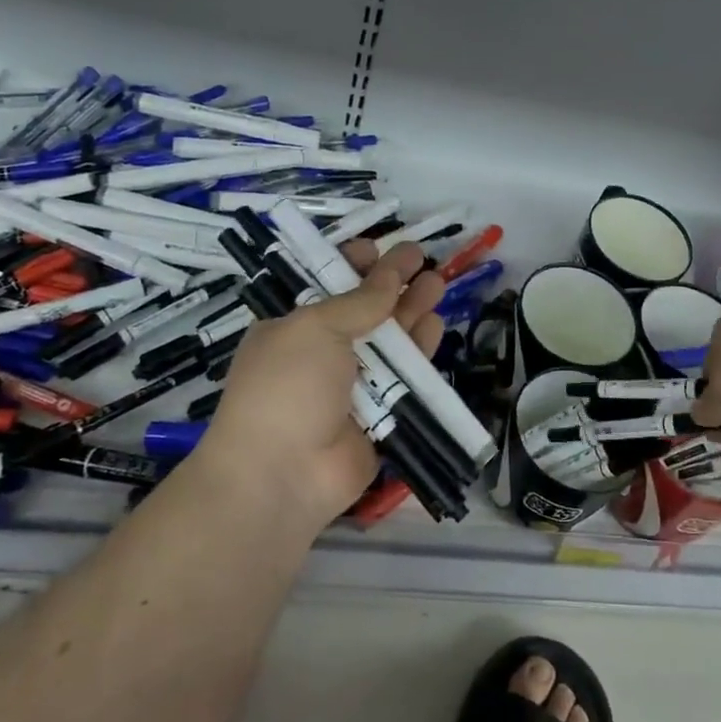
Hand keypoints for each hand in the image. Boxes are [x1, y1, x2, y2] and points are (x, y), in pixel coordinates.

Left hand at [192, 241, 444, 532]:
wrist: (283, 474)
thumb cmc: (286, 386)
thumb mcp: (314, 328)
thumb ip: (358, 301)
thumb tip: (389, 276)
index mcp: (293, 327)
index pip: (324, 286)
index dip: (350, 264)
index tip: (376, 246)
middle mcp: (322, 351)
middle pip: (363, 308)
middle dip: (391, 281)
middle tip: (420, 256)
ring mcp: (352, 383)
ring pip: (389, 338)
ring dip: (412, 308)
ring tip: (437, 281)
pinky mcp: (381, 411)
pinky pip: (405, 374)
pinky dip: (421, 348)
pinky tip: (436, 323)